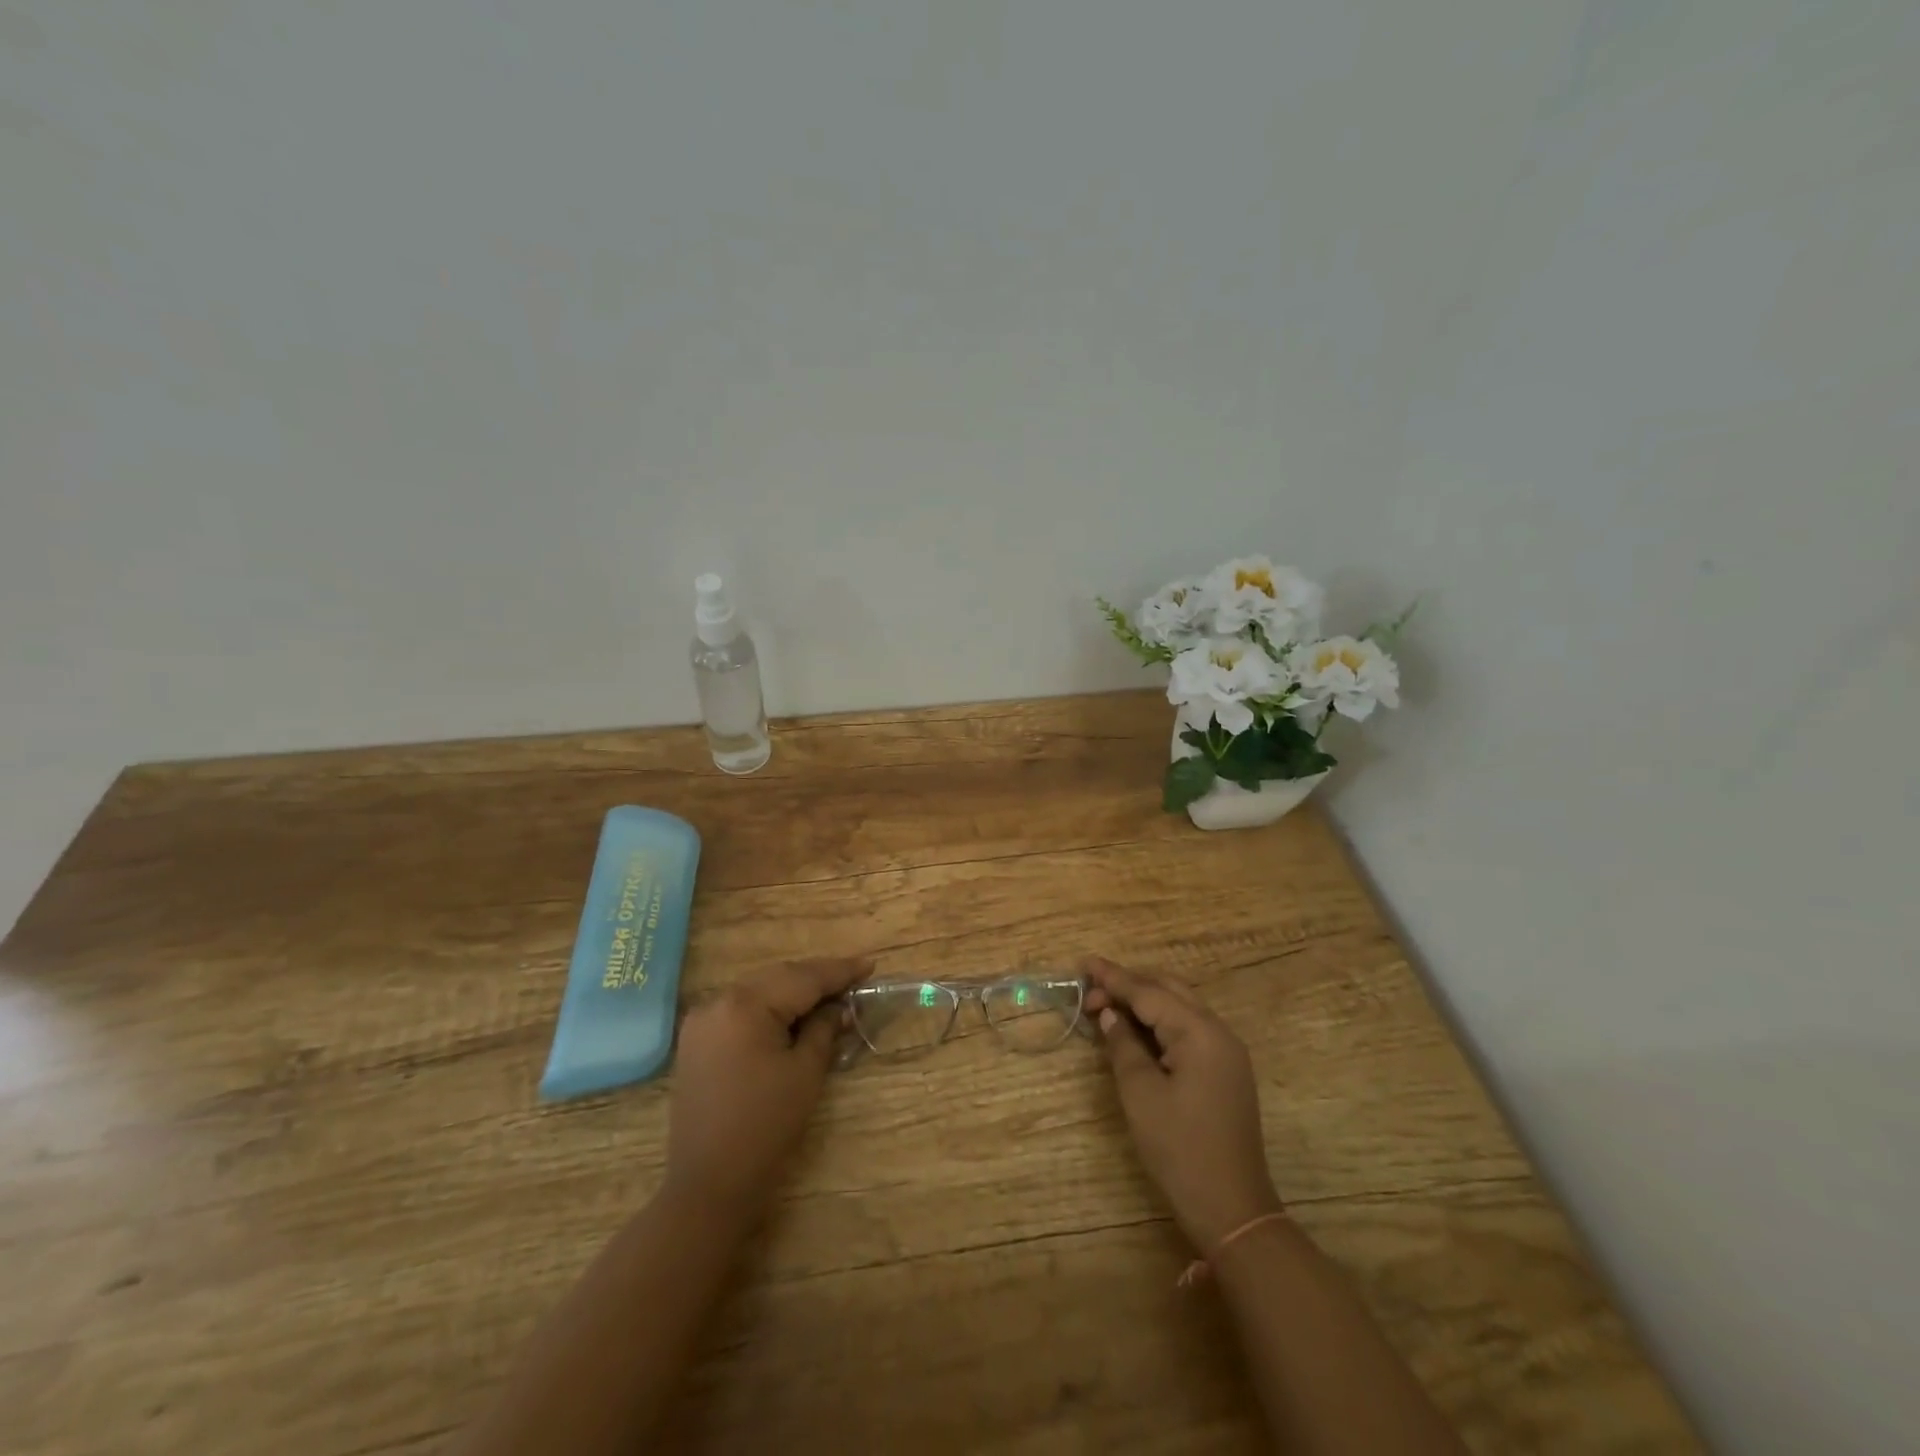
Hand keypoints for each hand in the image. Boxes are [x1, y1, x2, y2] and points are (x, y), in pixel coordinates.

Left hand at [664, 958, 868, 1223]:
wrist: (709, 1184)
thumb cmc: (765, 1127)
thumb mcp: (806, 1072)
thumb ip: (824, 1028)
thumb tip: (839, 1006)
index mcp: (745, 1004)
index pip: (802, 978)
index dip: (839, 971)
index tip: (870, 965)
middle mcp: (718, 1001)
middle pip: (779, 977)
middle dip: (817, 978)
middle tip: (855, 978)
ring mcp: (703, 1020)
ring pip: (760, 990)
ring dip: (794, 991)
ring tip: (831, 993)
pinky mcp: (697, 1040)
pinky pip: (742, 1008)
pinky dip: (771, 1007)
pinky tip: (795, 1013)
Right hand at [1085, 956, 1281, 1249]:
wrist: (1233, 1209)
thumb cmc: (1180, 1149)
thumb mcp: (1141, 1094)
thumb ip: (1123, 1045)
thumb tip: (1110, 1014)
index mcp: (1200, 1032)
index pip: (1149, 992)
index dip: (1113, 978)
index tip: (1083, 963)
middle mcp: (1218, 1032)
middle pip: (1168, 990)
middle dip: (1129, 984)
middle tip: (1090, 988)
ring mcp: (1225, 1052)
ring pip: (1179, 1007)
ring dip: (1144, 1001)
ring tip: (1107, 1003)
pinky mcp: (1224, 1071)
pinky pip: (1188, 1029)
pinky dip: (1159, 1022)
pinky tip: (1135, 1028)